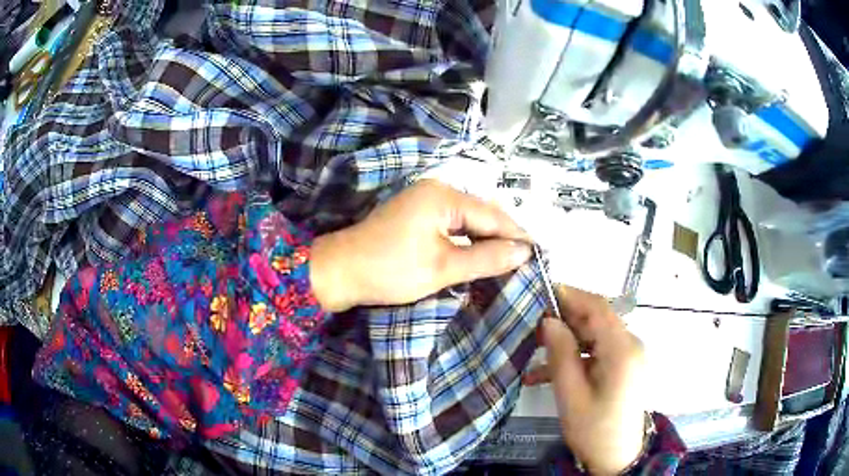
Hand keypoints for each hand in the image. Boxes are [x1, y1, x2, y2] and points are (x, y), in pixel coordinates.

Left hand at [310, 180, 531, 311]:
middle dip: (504, 237)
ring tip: (511, 260)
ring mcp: (425, 200)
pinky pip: (453, 224)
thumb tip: (524, 252)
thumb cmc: (390, 270)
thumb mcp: (443, 268)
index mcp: (444, 196)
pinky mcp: (417, 214)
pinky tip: (481, 254)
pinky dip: (468, 239)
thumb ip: (486, 258)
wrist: (341, 272)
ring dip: (487, 239)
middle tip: (528, 260)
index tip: (540, 254)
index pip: (493, 216)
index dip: (517, 236)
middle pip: (482, 213)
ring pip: (469, 219)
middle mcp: (437, 190)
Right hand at [523, 286, 646, 474]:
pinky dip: (576, 355)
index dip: (571, 295)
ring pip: (595, 334)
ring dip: (567, 339)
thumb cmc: (593, 430)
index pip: (598, 308)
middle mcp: (631, 345)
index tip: (541, 292)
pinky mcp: (625, 365)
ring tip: (536, 350)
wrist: (616, 457)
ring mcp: (629, 355)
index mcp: (622, 350)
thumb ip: (561, 354)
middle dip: (565, 318)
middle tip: (533, 324)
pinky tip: (548, 371)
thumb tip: (549, 321)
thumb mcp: (571, 395)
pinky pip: (599, 350)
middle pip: (597, 318)